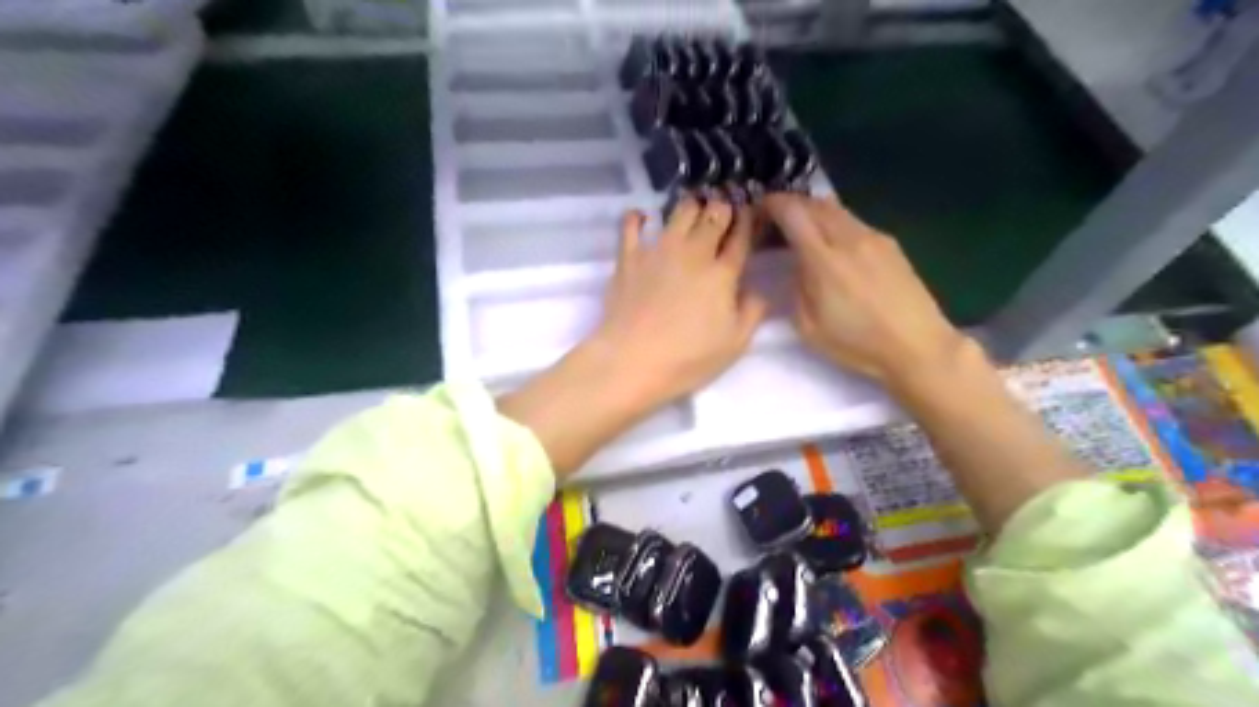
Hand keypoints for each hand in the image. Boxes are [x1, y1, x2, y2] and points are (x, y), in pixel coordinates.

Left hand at [502, 196, 767, 477]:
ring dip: (691, 206)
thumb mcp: (735, 344)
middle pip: (714, 214)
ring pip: (680, 210)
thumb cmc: (688, 359)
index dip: (747, 220)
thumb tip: (756, 289)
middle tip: (722, 212)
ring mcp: (659, 250)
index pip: (740, 236)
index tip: (749, 214)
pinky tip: (643, 218)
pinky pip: (633, 224)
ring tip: (693, 211)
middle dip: (722, 208)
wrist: (632, 361)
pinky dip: (639, 217)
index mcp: (722, 273)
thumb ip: (752, 311)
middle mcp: (694, 252)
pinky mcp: (629, 256)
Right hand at [762, 190, 966, 386]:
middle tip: (776, 219)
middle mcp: (850, 239)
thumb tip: (797, 266)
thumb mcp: (809, 328)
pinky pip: (854, 221)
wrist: (917, 346)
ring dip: (813, 211)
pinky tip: (833, 245)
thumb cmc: (858, 344)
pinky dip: (834, 223)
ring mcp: (874, 238)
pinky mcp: (890, 244)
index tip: (759, 210)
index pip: (793, 213)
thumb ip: (797, 289)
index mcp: (825, 261)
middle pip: (815, 203)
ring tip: (803, 230)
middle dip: (791, 204)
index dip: (772, 205)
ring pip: (836, 209)